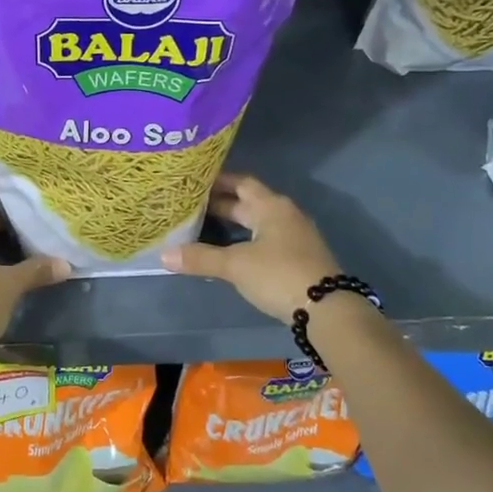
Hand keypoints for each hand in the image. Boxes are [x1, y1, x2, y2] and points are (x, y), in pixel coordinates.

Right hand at [163, 174, 341, 320]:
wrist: (327, 310)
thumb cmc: (279, 275)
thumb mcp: (236, 266)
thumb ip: (201, 258)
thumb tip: (164, 256)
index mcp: (271, 206)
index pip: (241, 182)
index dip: (218, 181)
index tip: (193, 182)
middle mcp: (284, 215)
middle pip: (248, 203)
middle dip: (220, 204)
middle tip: (189, 206)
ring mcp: (293, 237)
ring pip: (256, 223)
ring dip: (232, 224)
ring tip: (202, 228)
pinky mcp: (296, 258)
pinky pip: (264, 240)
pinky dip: (244, 241)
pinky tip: (227, 253)